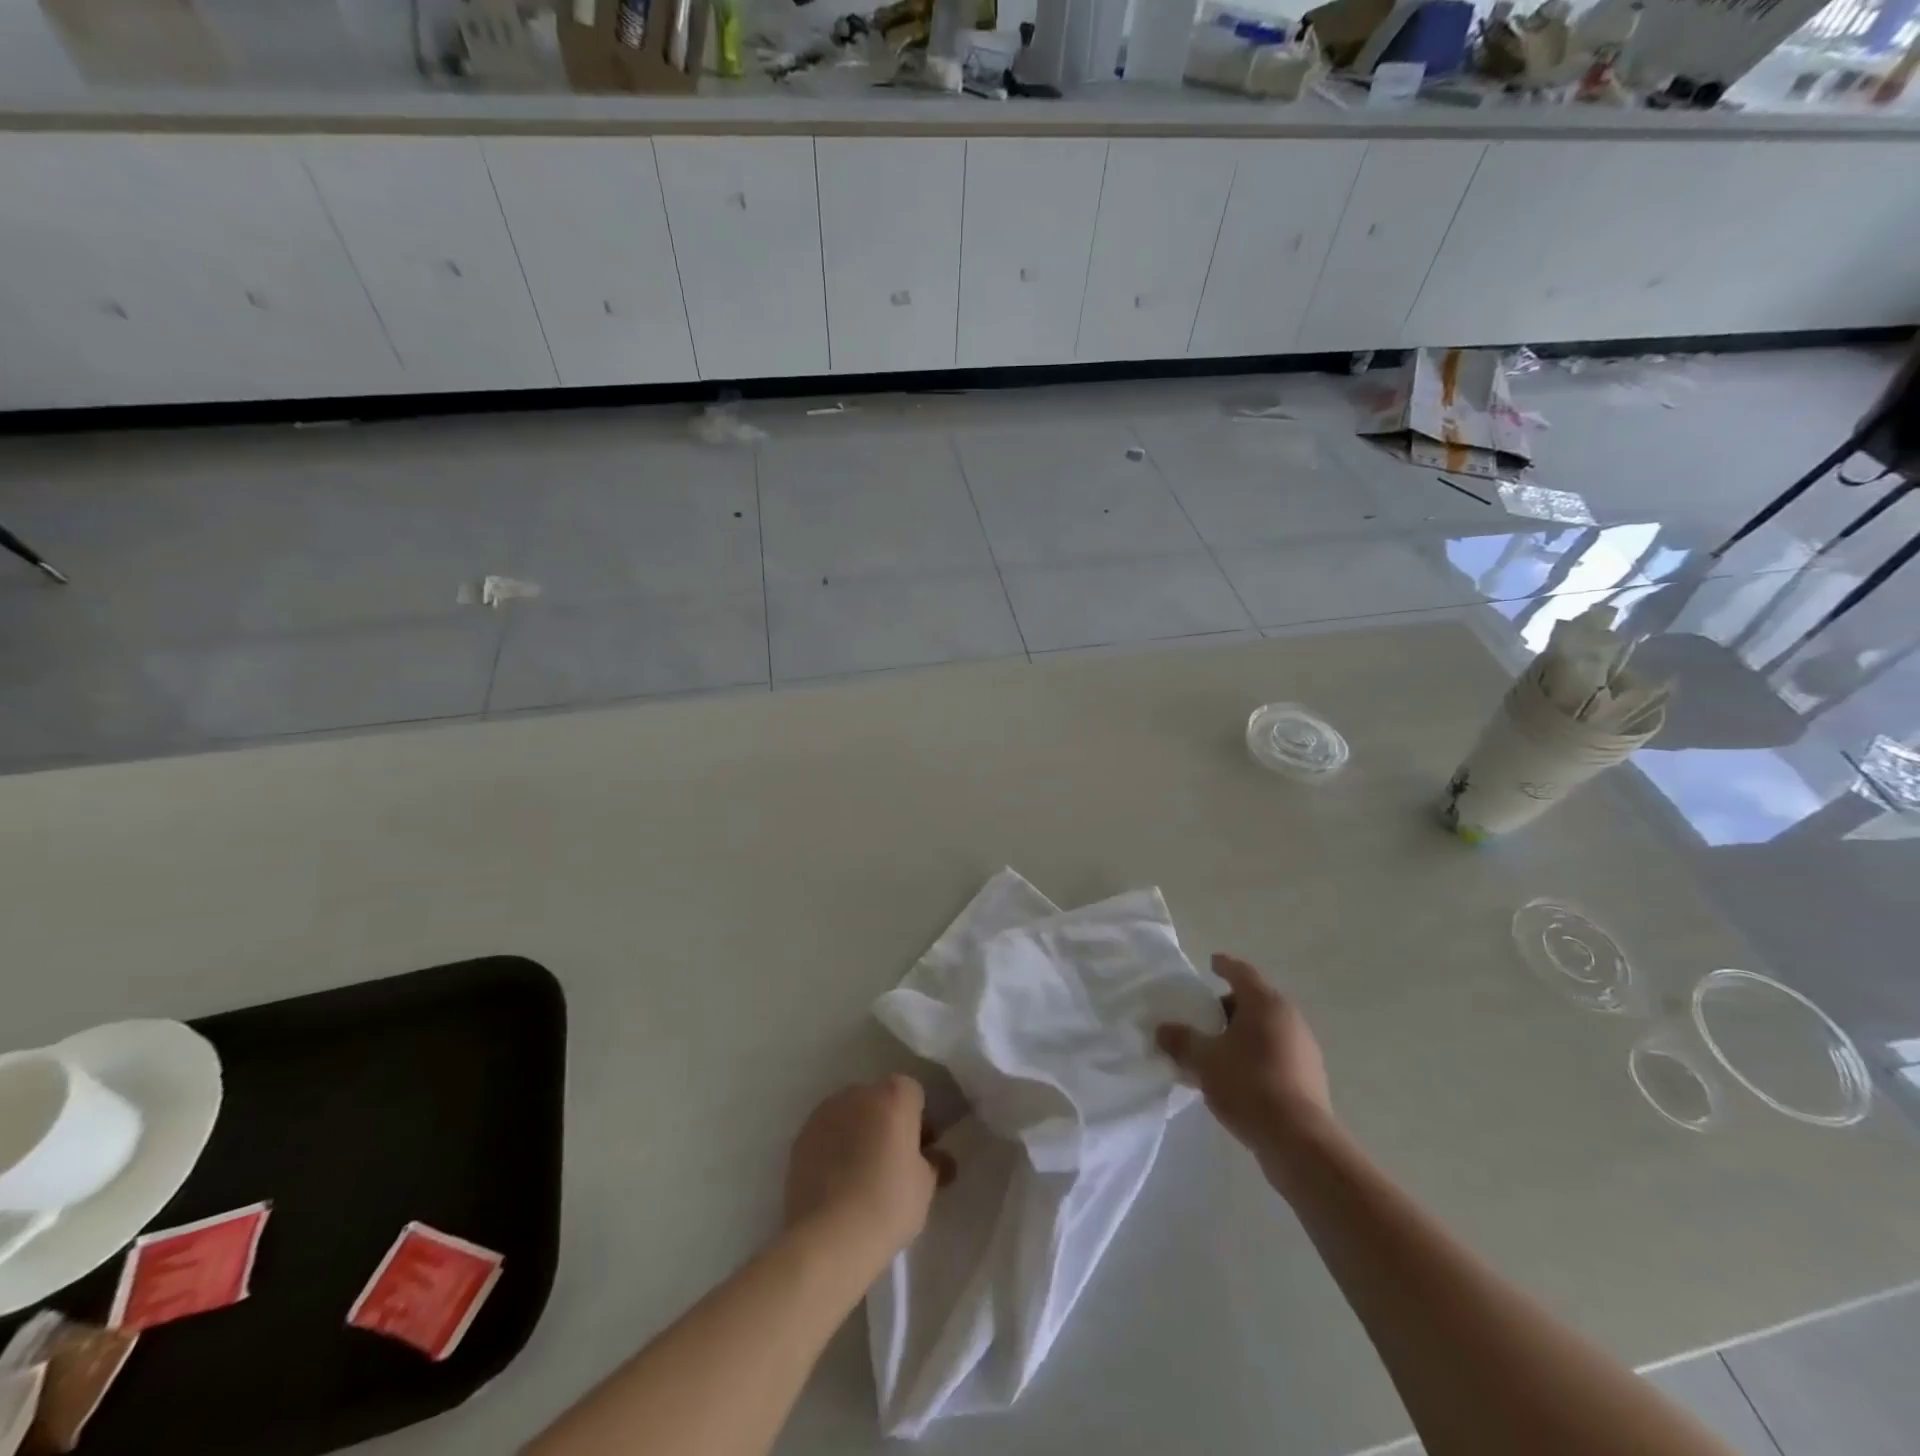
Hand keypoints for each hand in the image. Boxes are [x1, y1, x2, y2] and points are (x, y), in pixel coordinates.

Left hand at [784, 1076, 949, 1269]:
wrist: (827, 1239)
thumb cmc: (887, 1205)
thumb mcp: (925, 1187)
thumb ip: (933, 1162)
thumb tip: (936, 1157)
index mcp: (893, 1096)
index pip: (913, 1094)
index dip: (920, 1121)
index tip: (922, 1151)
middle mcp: (858, 1094)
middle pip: (880, 1100)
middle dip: (889, 1123)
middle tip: (894, 1162)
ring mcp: (825, 1113)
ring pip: (852, 1115)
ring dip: (861, 1133)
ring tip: (863, 1175)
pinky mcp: (801, 1138)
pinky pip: (828, 1134)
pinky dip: (836, 1148)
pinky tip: (839, 1183)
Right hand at [1157, 954, 1337, 1190]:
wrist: (1299, 1141)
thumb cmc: (1248, 1085)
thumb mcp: (1203, 1060)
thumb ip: (1181, 1040)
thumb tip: (1163, 1030)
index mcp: (1265, 1003)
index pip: (1241, 972)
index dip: (1224, 965)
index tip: (1211, 962)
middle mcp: (1289, 1018)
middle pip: (1254, 1001)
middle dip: (1228, 1007)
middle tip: (1203, 1017)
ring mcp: (1304, 1049)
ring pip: (1265, 1029)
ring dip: (1241, 1034)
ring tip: (1215, 1051)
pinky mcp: (1309, 1078)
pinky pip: (1275, 1054)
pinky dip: (1254, 1056)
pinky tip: (1236, 1077)